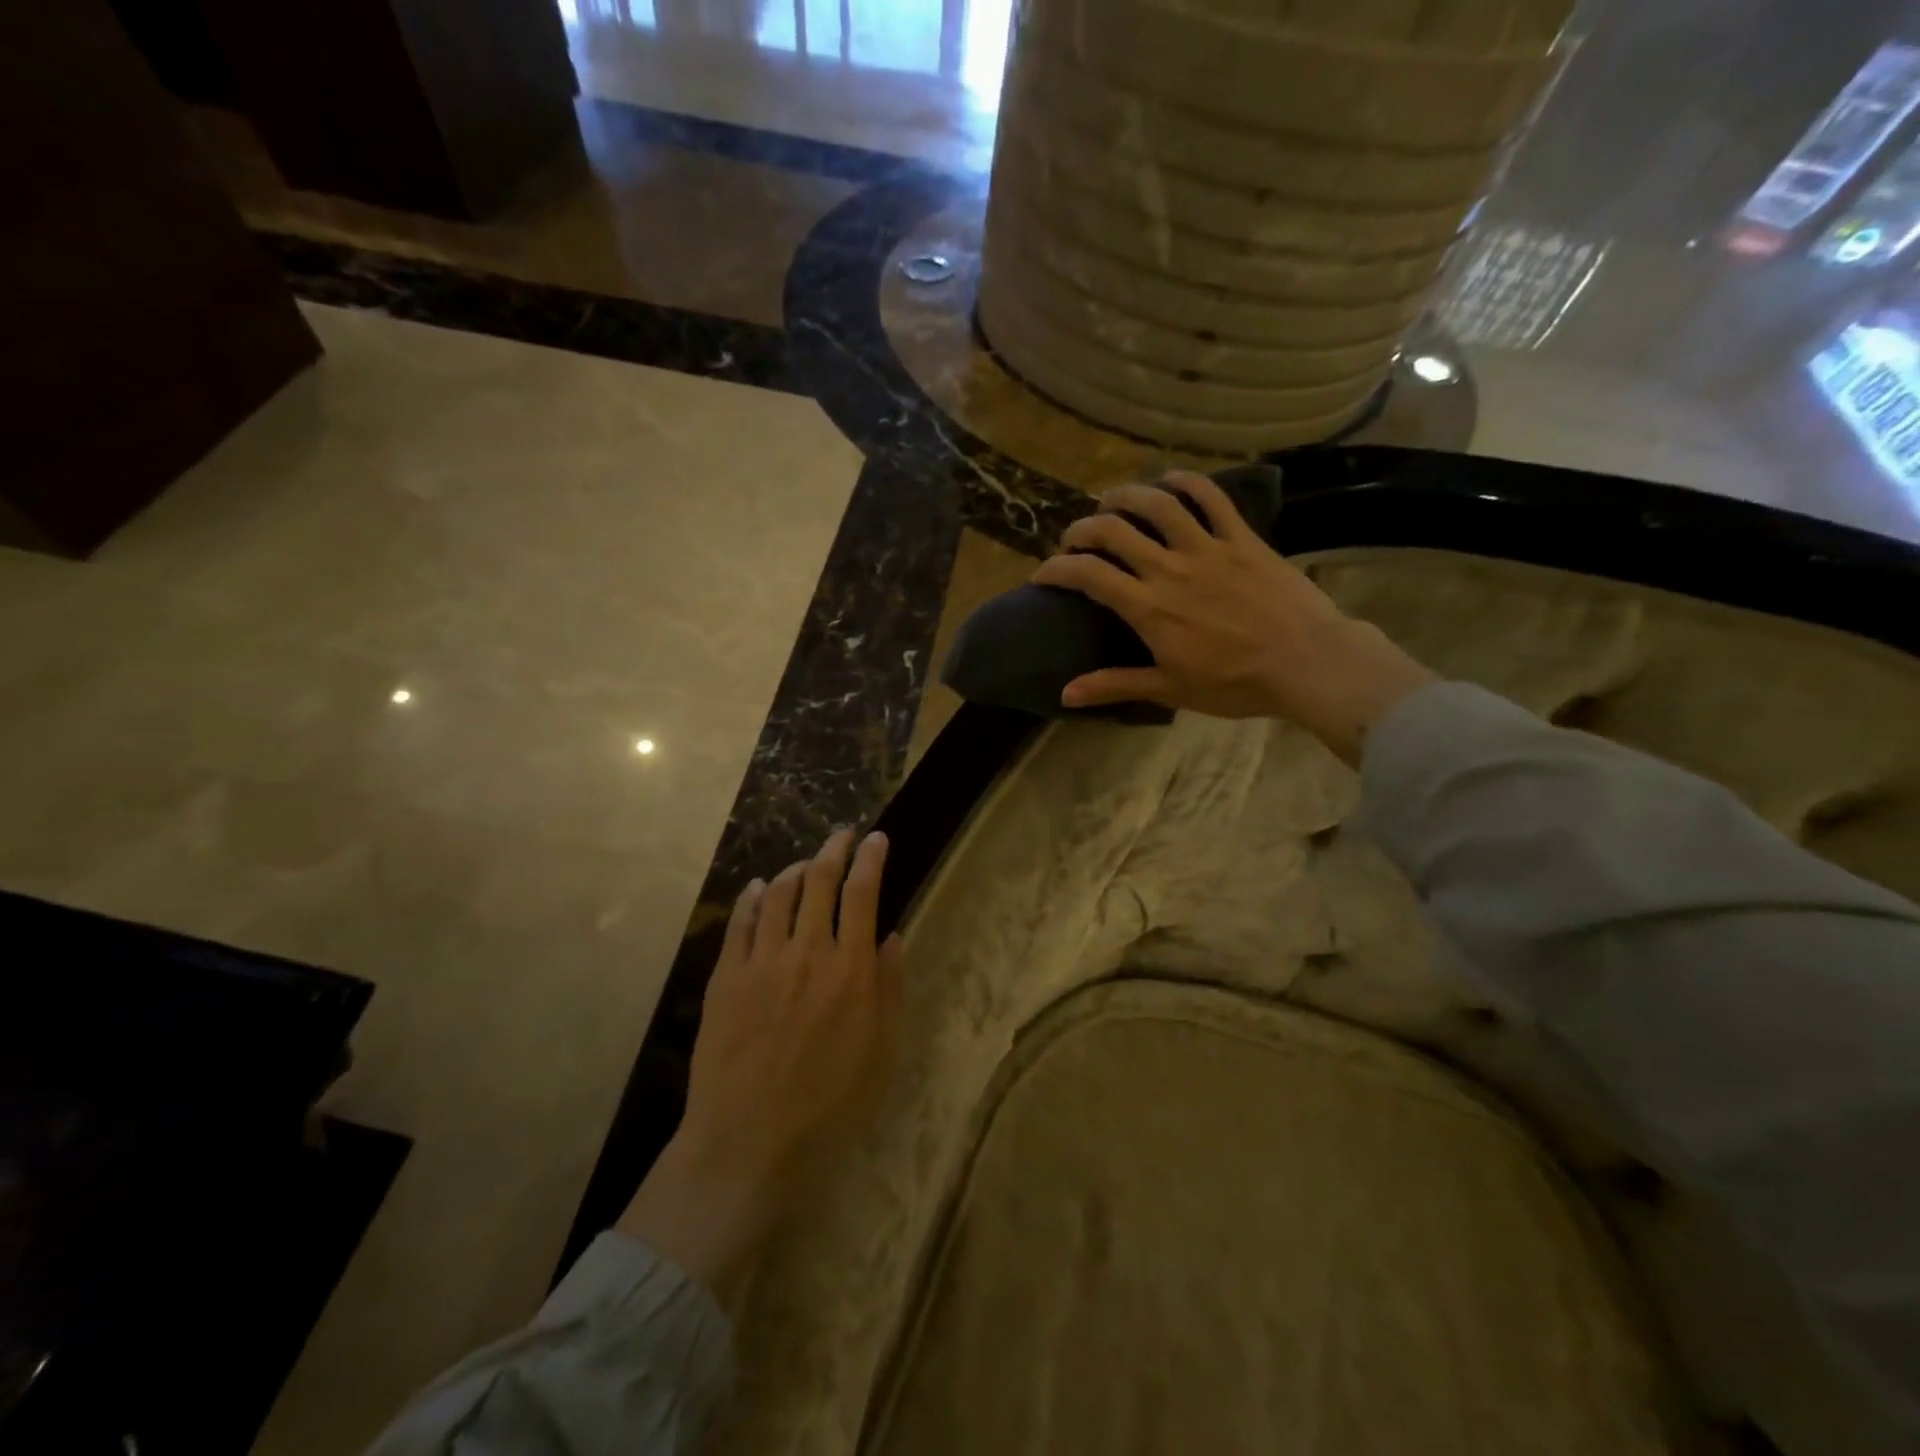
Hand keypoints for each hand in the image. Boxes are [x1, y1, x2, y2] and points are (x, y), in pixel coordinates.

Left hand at [617, 829, 902, 1294]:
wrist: (750, 1144)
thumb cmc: (830, 1106)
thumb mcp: (881, 1053)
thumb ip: (889, 988)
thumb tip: (891, 937)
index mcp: (850, 970)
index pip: (862, 894)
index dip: (871, 859)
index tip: (877, 839)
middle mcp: (806, 952)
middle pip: (818, 881)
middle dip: (834, 850)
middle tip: (843, 835)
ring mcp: (761, 962)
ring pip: (776, 894)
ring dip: (794, 869)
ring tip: (805, 863)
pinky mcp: (726, 978)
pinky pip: (738, 922)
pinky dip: (750, 897)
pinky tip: (756, 888)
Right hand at [1031, 471, 1436, 764]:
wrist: (1306, 663)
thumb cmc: (1234, 684)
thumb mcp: (1169, 689)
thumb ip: (1115, 685)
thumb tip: (1065, 694)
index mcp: (1148, 607)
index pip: (1088, 575)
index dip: (1057, 569)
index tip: (1044, 575)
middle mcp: (1169, 568)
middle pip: (1113, 530)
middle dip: (1082, 529)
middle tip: (1075, 540)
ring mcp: (1207, 547)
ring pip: (1157, 504)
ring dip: (1126, 496)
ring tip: (1111, 501)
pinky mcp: (1241, 538)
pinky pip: (1211, 497)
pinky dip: (1186, 481)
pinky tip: (1169, 479)